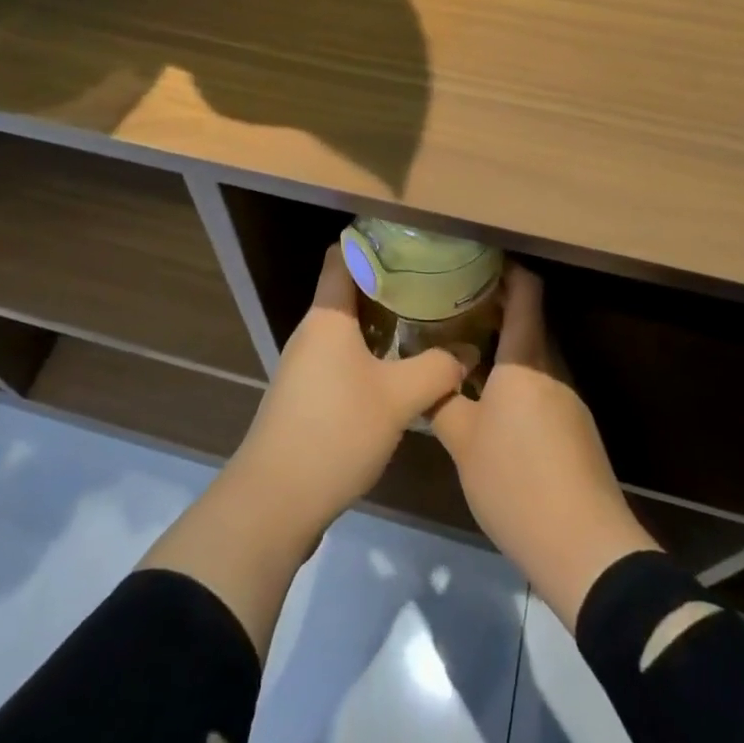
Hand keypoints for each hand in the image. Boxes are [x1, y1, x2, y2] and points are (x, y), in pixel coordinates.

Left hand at [229, 244, 471, 537]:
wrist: (274, 501)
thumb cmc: (335, 432)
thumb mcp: (398, 399)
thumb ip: (437, 369)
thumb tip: (468, 353)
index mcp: (327, 316)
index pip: (343, 256)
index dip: (374, 242)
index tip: (413, 242)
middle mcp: (312, 331)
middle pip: (349, 290)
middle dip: (390, 283)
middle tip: (434, 282)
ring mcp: (305, 364)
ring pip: (348, 326)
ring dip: (382, 321)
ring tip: (426, 320)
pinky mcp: (306, 394)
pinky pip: (342, 356)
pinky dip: (370, 352)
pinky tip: (400, 368)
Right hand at [431, 265, 659, 630]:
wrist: (583, 546)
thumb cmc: (516, 482)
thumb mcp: (462, 443)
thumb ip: (442, 402)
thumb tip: (426, 376)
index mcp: (526, 359)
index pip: (526, 292)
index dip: (506, 268)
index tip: (475, 259)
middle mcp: (552, 368)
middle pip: (530, 320)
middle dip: (495, 306)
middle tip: (453, 304)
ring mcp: (568, 398)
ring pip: (534, 354)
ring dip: (504, 344)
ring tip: (464, 347)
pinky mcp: (575, 427)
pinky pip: (542, 383)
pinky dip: (517, 375)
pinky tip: (491, 397)